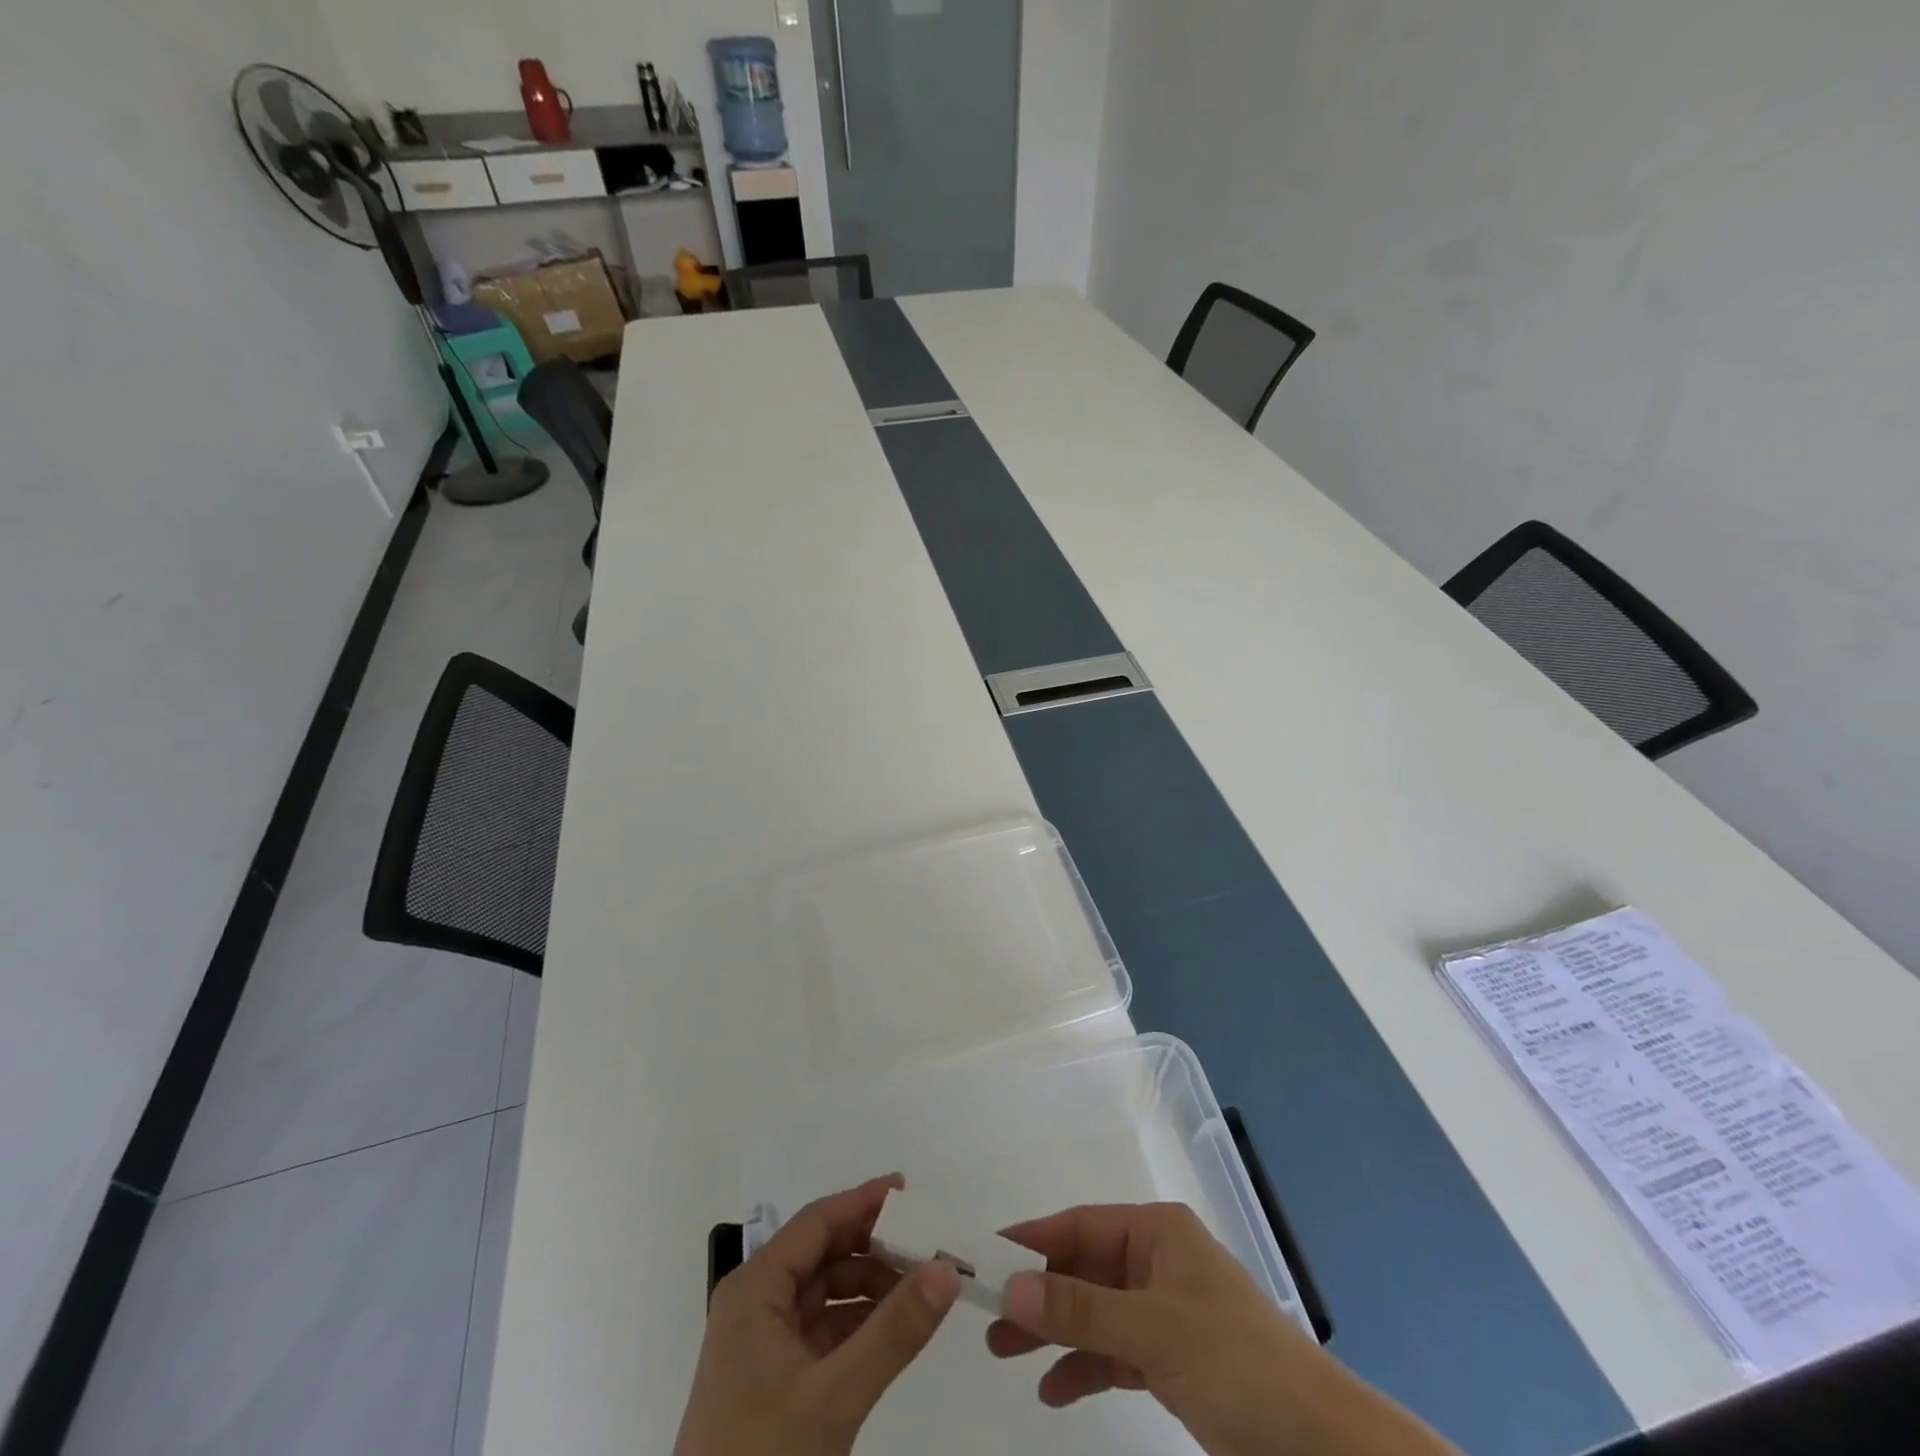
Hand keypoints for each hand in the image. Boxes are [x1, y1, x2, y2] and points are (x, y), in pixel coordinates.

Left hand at [675, 1175, 961, 1455]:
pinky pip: (823, 1329)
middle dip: (873, 1245)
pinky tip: (895, 1328)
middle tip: (927, 1242)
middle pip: (822, 1252)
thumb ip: (893, 1331)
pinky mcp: (773, 1379)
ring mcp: (762, 1343)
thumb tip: (947, 1269)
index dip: (863, 1202)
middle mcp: (756, 1302)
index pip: (817, 1222)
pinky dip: (859, 1322)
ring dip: (870, 1284)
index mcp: (755, 1288)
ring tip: (920, 1287)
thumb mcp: (833, 1397)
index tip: (911, 1191)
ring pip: (825, 1291)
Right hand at [987, 1203, 1457, 1455]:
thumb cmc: (1237, 1364)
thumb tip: (1008, 1288)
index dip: (1034, 1240)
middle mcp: (1158, 1262)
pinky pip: (1115, 1353)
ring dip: (1055, 1333)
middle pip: (1083, 1269)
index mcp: (1158, 1233)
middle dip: (1039, 1294)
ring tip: (1007, 1355)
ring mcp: (1166, 1312)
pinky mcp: (1174, 1360)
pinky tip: (1054, 1391)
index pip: (1081, 1224)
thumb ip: (1079, 1311)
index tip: (987, 1258)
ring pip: (1095, 1313)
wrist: (1323, 1449)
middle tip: (989, 1321)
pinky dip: (1085, 1368)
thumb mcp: (1153, 1331)